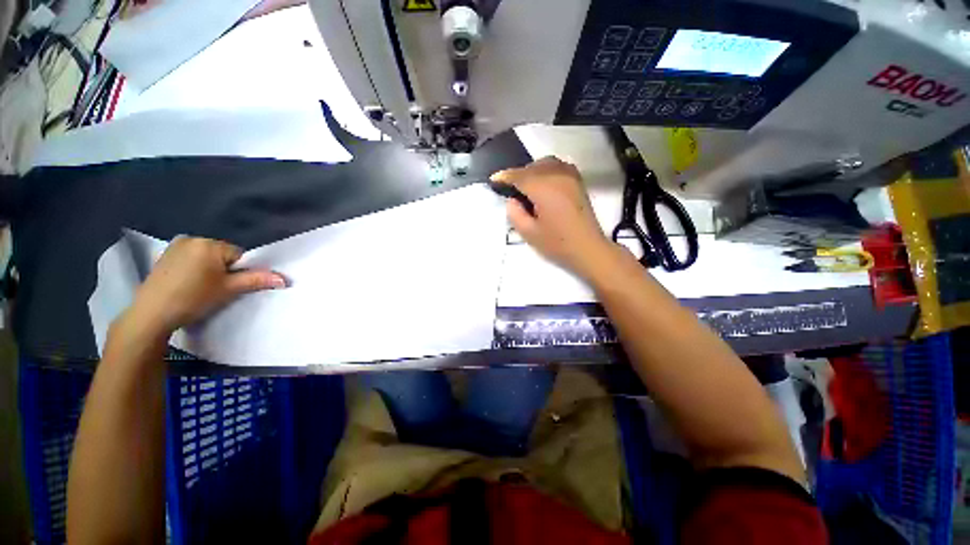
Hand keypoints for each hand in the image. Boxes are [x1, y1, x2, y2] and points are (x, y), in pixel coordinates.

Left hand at [126, 237, 285, 335]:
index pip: (238, 255)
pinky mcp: (165, 255)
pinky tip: (187, 284)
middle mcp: (193, 239)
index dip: (239, 271)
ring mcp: (176, 246)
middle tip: (215, 289)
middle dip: (224, 269)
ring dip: (209, 270)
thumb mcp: (229, 290)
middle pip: (222, 255)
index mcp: (209, 244)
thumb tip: (284, 279)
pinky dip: (194, 269)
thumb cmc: (193, 298)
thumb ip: (256, 280)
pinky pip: (191, 258)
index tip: (229, 286)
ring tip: (200, 288)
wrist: (151, 313)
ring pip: (206, 257)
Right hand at [491, 157, 616, 278]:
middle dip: (518, 175)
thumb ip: (515, 214)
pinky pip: (558, 166)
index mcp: (543, 188)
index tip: (493, 180)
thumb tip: (512, 200)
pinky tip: (543, 184)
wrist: (588, 248)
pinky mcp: (577, 181)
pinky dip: (546, 170)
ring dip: (532, 171)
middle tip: (510, 190)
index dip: (504, 177)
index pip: (519, 176)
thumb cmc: (557, 244)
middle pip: (532, 167)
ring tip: (526, 187)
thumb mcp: (529, 233)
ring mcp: (570, 176)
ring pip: (545, 163)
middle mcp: (557, 176)